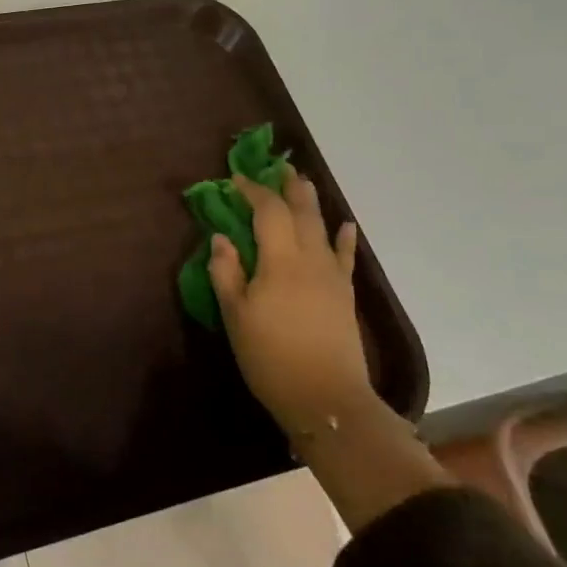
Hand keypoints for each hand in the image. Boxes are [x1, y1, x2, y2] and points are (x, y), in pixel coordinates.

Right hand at [209, 170, 371, 434]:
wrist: (327, 398)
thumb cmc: (271, 357)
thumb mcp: (235, 315)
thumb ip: (225, 272)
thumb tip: (221, 237)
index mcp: (279, 261)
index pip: (267, 211)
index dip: (252, 191)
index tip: (235, 180)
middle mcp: (310, 259)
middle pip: (301, 212)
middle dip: (288, 188)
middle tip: (278, 168)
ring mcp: (332, 276)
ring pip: (322, 228)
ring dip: (311, 203)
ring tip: (303, 184)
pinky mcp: (344, 295)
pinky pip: (344, 256)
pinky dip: (343, 238)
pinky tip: (345, 225)